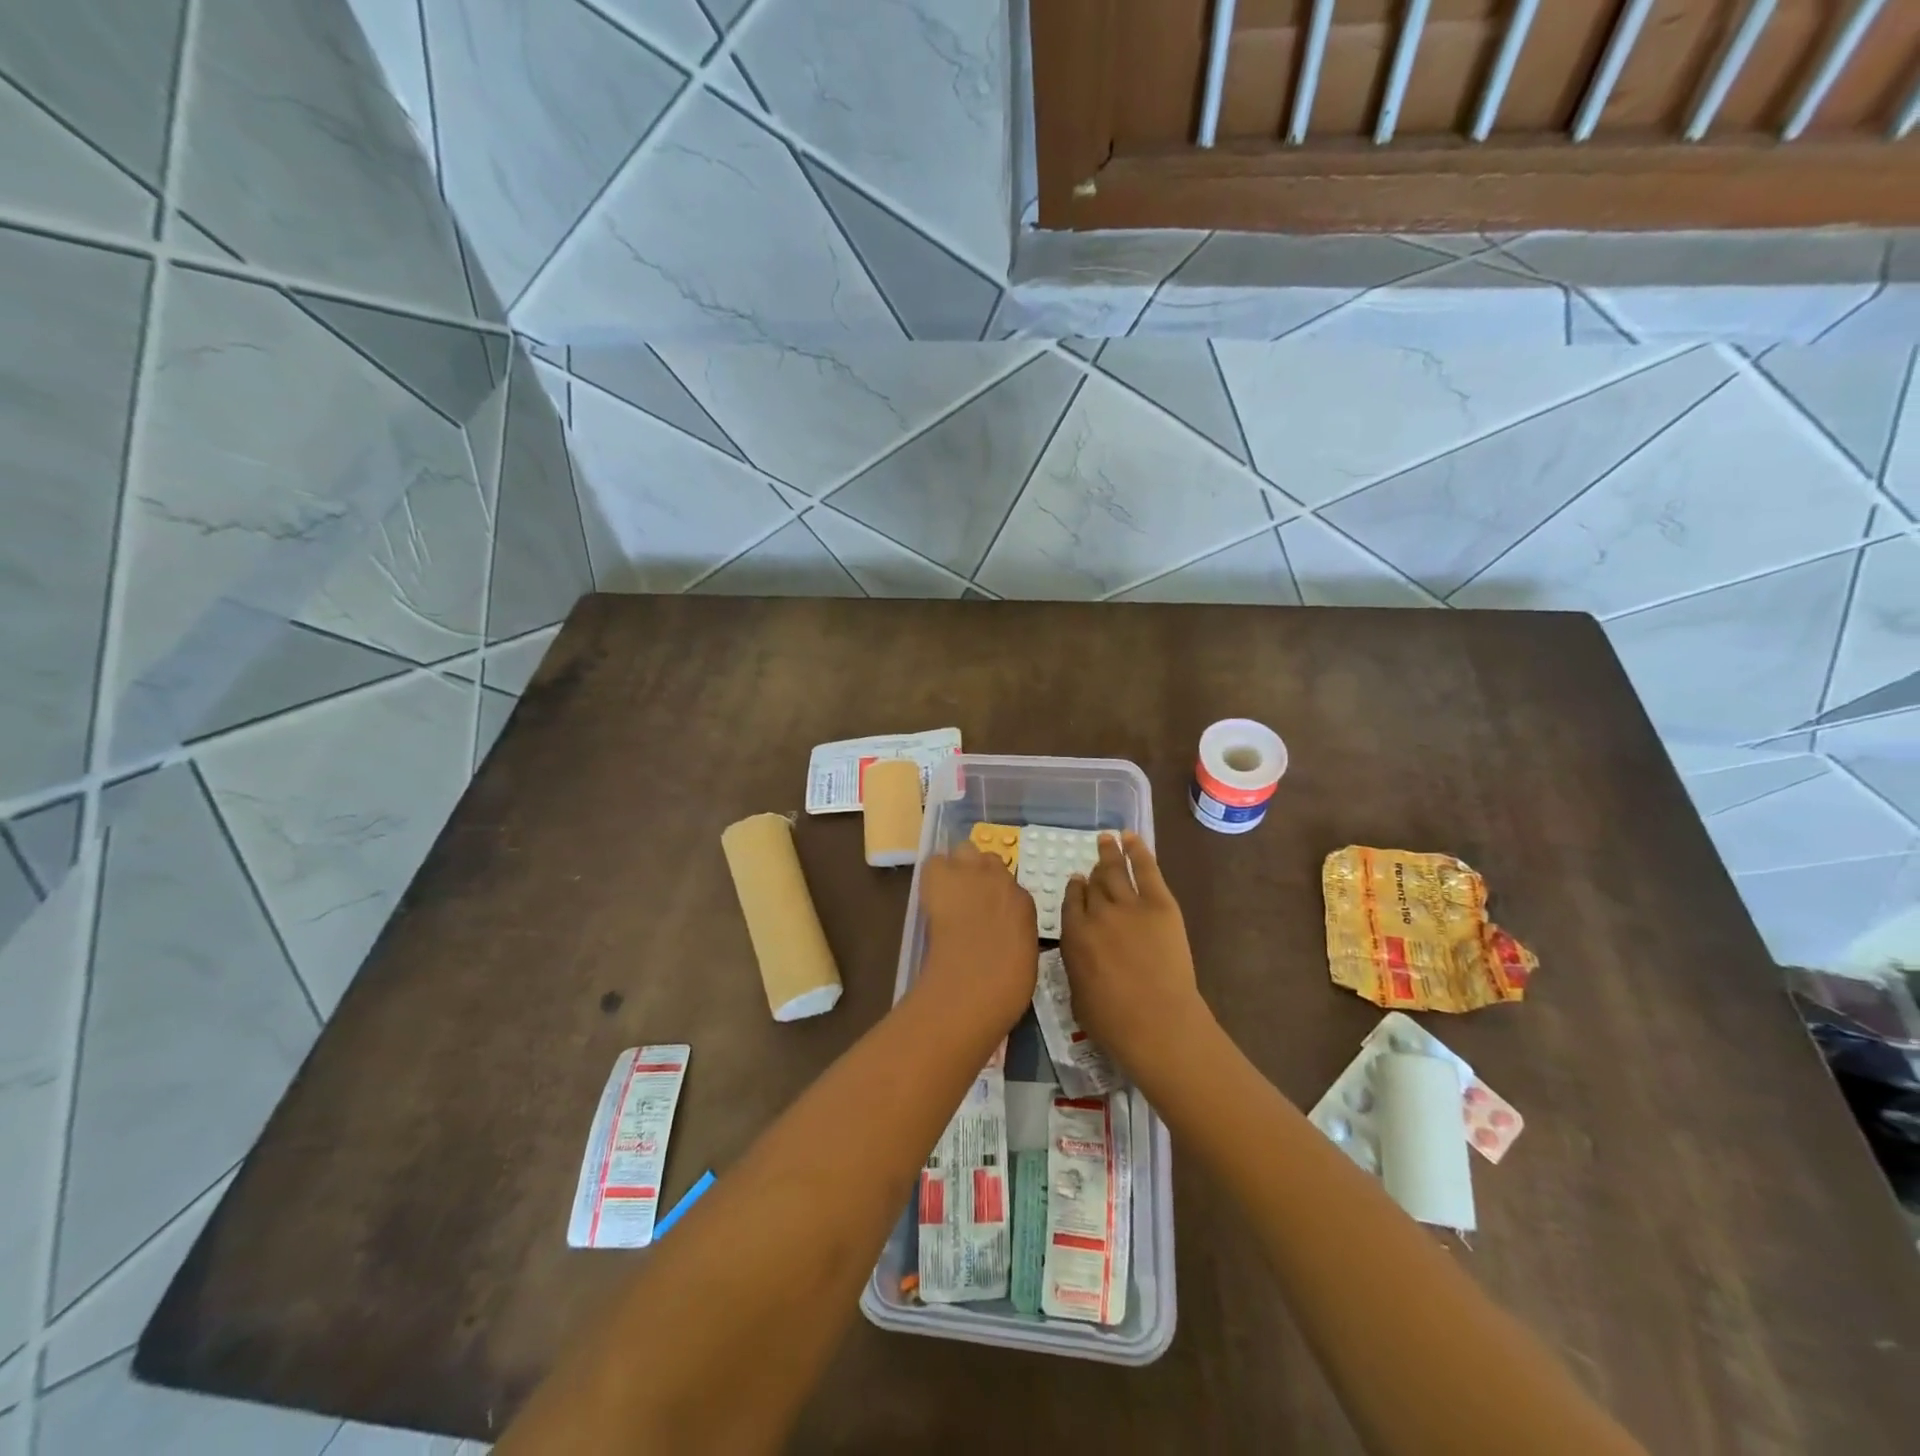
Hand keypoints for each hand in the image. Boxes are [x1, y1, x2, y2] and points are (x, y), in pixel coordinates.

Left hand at [916, 841, 1037, 1032]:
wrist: (972, 985)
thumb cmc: (1005, 987)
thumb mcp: (1023, 957)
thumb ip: (1015, 933)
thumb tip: (1005, 931)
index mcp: (1024, 903)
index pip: (1012, 887)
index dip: (998, 898)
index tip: (989, 912)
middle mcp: (1001, 880)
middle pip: (990, 860)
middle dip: (981, 873)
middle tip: (970, 897)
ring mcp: (971, 874)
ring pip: (965, 850)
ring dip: (959, 865)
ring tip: (949, 889)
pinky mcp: (941, 877)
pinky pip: (935, 862)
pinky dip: (933, 873)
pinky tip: (931, 892)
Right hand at [1060, 833, 1212, 1088]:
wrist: (1158, 1023)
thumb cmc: (1114, 1023)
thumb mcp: (1078, 996)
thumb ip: (1075, 965)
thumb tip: (1080, 952)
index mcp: (1074, 936)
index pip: (1071, 902)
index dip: (1075, 890)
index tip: (1078, 882)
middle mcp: (1096, 913)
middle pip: (1092, 884)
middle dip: (1092, 872)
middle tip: (1094, 861)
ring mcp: (1128, 905)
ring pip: (1114, 870)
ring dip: (1108, 852)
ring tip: (1106, 839)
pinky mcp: (1159, 904)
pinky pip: (1146, 868)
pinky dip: (1138, 850)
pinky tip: (1130, 837)